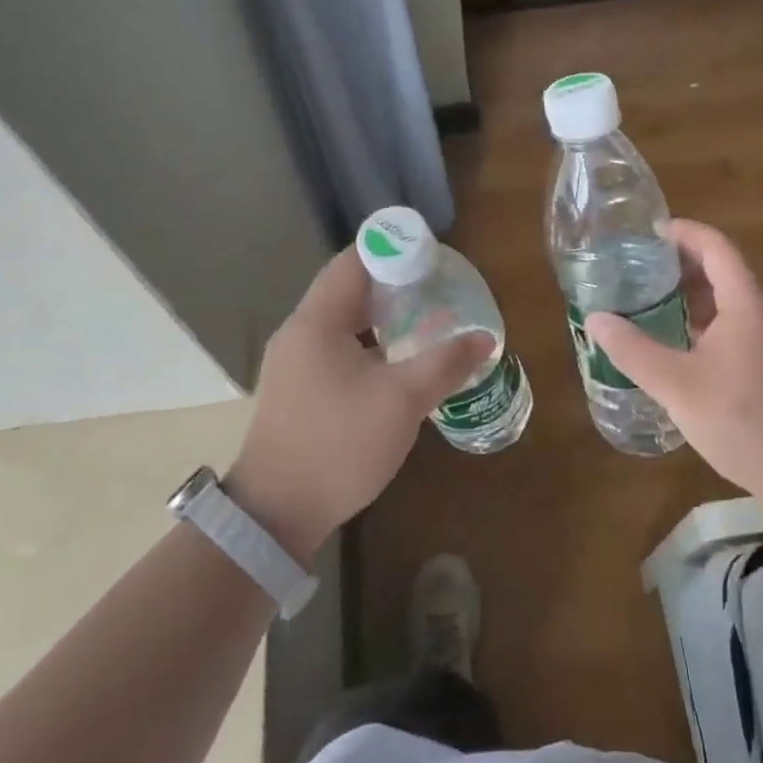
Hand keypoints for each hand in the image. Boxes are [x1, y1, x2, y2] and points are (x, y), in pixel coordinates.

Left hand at [227, 248, 492, 561]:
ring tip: (427, 318)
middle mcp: (300, 332)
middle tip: (439, 286)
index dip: (394, 249)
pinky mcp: (299, 389)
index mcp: (317, 321)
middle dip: (395, 283)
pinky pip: (338, 348)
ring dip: (383, 316)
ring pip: (344, 322)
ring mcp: (295, 362)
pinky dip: (370, 343)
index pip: (354, 261)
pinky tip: (399, 361)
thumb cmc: (339, 444)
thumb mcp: (402, 401)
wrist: (277, 513)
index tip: (433, 254)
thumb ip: (446, 363)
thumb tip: (485, 339)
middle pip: (349, 289)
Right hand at [584, 219, 762, 495]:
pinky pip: (739, 328)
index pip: (715, 247)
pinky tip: (683, 350)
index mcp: (746, 303)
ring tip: (653, 306)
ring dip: (694, 298)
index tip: (649, 233)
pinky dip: (708, 324)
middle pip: (724, 271)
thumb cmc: (742, 419)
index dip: (683, 233)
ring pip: (732, 303)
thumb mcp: (676, 385)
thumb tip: (596, 319)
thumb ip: (633, 350)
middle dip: (682, 265)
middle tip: (640, 270)